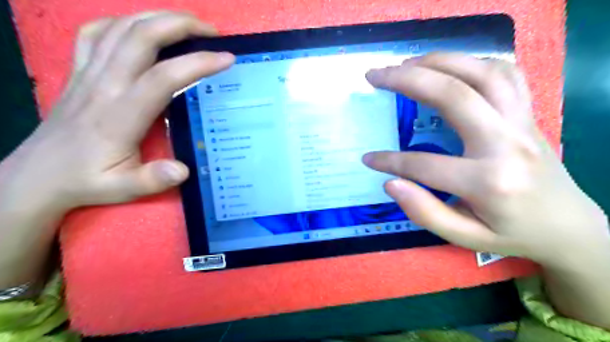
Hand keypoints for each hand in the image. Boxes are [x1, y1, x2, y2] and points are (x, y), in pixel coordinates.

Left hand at [1, 11, 233, 288]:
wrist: (38, 176)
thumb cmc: (87, 181)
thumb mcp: (122, 189)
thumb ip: (153, 180)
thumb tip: (183, 170)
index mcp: (120, 115)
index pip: (163, 77)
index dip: (197, 64)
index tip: (226, 58)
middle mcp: (103, 85)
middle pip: (140, 37)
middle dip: (180, 25)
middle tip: (211, 32)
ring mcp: (88, 74)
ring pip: (120, 27)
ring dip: (157, 18)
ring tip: (187, 24)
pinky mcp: (78, 71)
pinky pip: (96, 33)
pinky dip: (122, 22)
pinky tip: (140, 29)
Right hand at [362, 53, 604, 268]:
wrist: (568, 225)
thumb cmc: (511, 233)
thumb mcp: (464, 237)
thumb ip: (425, 213)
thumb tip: (390, 183)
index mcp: (489, 182)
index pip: (424, 164)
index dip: (389, 161)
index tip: (368, 159)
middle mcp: (507, 143)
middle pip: (454, 95)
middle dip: (406, 80)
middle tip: (376, 76)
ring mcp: (522, 122)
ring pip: (481, 73)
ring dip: (437, 62)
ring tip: (404, 64)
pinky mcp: (528, 113)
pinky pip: (504, 74)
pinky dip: (471, 62)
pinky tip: (447, 67)